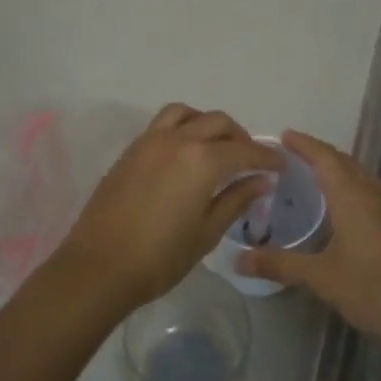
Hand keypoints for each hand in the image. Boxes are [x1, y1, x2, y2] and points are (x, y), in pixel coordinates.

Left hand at [52, 104, 276, 314]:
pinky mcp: (130, 150)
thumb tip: (262, 180)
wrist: (99, 266)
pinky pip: (163, 124)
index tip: (281, 165)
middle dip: (240, 137)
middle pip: (217, 122)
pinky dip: (182, 127)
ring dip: (207, 123)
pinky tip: (185, 154)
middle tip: (251, 160)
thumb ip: (236, 199)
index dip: (267, 156)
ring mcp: (149, 141)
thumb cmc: (160, 257)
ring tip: (216, 147)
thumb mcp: (207, 232)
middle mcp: (177, 140)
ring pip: (186, 114)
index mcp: (202, 160)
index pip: (244, 150)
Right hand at [238, 130, 380, 346]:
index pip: (323, 157)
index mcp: (353, 195)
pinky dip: (355, 189)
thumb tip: (238, 260)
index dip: (303, 144)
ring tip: (316, 180)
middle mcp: (376, 191)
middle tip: (293, 157)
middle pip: (345, 162)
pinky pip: (375, 192)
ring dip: (339, 171)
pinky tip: (348, 211)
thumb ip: (281, 265)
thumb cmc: (376, 288)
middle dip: (319, 155)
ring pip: (363, 177)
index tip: (284, 135)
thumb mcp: (323, 278)